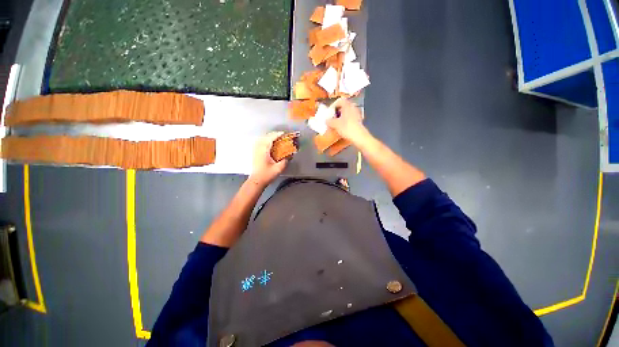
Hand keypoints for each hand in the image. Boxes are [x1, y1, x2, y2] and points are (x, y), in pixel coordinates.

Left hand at [249, 132, 287, 185]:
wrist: (256, 181)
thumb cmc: (266, 175)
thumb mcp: (279, 168)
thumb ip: (286, 160)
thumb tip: (290, 155)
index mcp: (264, 150)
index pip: (270, 138)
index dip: (278, 134)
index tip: (284, 134)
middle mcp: (258, 148)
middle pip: (266, 137)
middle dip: (274, 135)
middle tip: (282, 136)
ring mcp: (255, 150)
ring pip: (262, 139)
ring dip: (270, 137)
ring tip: (277, 139)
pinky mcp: (255, 153)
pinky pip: (260, 143)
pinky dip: (266, 141)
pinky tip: (270, 145)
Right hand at [326, 98, 368, 143]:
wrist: (359, 137)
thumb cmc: (346, 128)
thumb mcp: (335, 124)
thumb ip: (329, 121)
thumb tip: (326, 120)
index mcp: (347, 105)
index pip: (339, 101)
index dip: (333, 106)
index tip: (329, 112)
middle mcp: (353, 107)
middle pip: (343, 107)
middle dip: (337, 112)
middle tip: (332, 118)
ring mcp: (357, 114)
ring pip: (347, 113)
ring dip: (341, 117)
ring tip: (336, 124)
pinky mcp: (359, 121)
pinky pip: (350, 118)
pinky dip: (345, 121)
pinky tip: (342, 127)